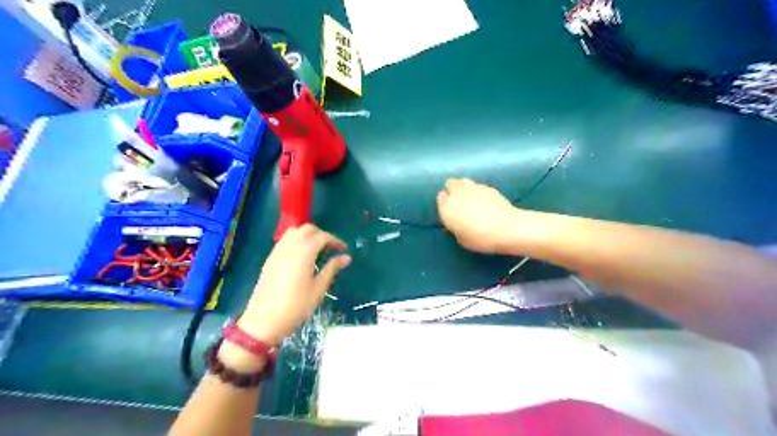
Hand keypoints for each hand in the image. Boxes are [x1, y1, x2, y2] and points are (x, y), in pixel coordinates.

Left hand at [234, 225, 348, 343]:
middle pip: (307, 229)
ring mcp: (277, 251)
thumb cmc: (296, 306)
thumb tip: (346, 257)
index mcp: (304, 252)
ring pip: (294, 232)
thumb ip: (332, 268)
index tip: (343, 250)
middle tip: (331, 248)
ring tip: (316, 250)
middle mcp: (290, 246)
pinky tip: (300, 257)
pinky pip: (284, 241)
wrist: (264, 320)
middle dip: (321, 235)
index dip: (335, 240)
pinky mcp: (270, 259)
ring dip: (307, 235)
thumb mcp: (318, 288)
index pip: (322, 237)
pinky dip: (295, 241)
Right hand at [436, 178, 521, 253]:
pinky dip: (477, 191)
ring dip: (464, 187)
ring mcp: (473, 188)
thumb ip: (455, 227)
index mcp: (447, 208)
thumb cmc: (481, 239)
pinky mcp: (488, 187)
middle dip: (452, 190)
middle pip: (450, 184)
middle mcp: (457, 194)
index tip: (450, 210)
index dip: (445, 203)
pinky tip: (484, 201)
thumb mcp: (462, 239)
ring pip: (463, 181)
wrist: (507, 228)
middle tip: (459, 201)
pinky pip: (477, 186)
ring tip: (470, 198)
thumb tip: (455, 222)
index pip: (440, 198)